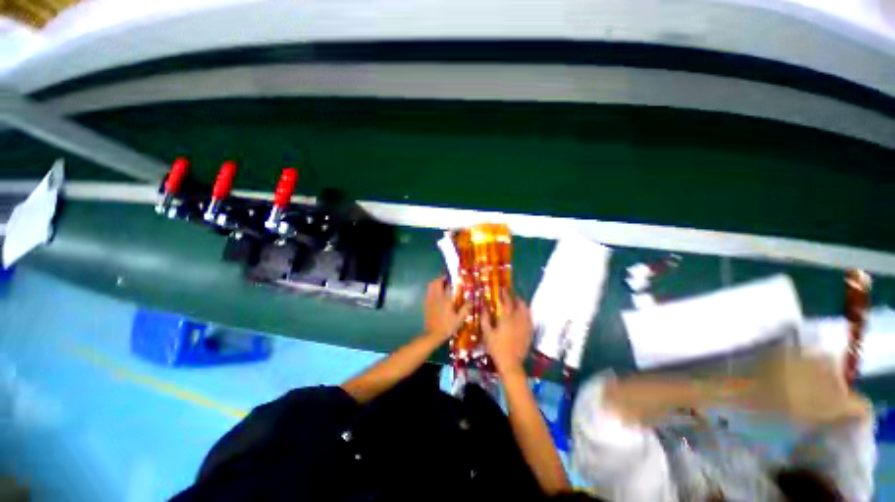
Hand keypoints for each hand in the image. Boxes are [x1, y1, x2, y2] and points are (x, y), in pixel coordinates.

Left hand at [423, 277, 469, 341]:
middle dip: (442, 278)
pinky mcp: (426, 303)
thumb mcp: (459, 319)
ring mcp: (430, 299)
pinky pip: (428, 291)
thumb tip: (471, 300)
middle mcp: (437, 296)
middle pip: (437, 281)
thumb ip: (465, 308)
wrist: (432, 335)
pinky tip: (437, 294)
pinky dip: (432, 289)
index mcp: (446, 299)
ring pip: (431, 285)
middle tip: (448, 280)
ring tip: (443, 285)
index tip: (458, 278)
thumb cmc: (447, 327)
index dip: (453, 279)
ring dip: (436, 283)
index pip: (449, 284)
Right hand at [483, 292, 532, 374]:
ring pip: (527, 310)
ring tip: (517, 303)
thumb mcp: (487, 333)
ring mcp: (526, 326)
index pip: (507, 301)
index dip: (505, 293)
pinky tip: (523, 315)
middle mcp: (518, 319)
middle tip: (511, 296)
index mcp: (507, 318)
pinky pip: (530, 319)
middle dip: (516, 298)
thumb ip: (485, 318)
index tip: (502, 289)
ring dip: (522, 304)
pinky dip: (527, 313)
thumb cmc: (496, 347)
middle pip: (520, 304)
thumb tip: (483, 306)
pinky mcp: (530, 332)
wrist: (510, 363)